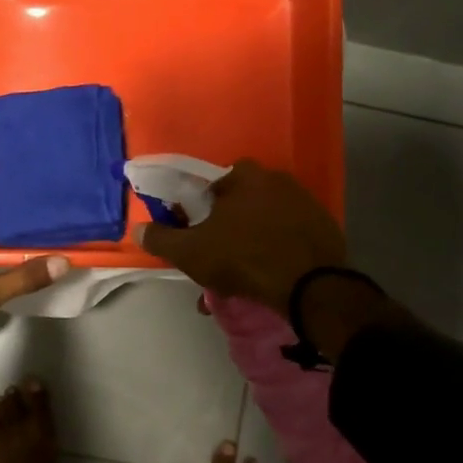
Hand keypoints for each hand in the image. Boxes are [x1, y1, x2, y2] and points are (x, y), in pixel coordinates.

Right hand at [132, 159, 347, 316]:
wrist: (309, 286)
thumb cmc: (242, 258)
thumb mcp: (190, 252)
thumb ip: (161, 238)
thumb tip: (138, 229)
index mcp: (244, 175)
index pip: (210, 184)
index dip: (196, 209)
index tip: (192, 233)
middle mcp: (277, 179)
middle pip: (238, 204)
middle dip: (223, 229)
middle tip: (214, 259)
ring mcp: (304, 202)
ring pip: (262, 224)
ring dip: (247, 245)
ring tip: (237, 279)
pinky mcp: (323, 228)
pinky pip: (287, 237)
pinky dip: (274, 253)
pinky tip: (265, 279)